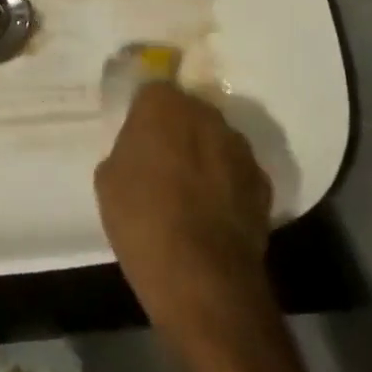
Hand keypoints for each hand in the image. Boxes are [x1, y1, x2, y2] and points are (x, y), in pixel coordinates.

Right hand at [95, 83, 272, 334]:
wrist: (203, 280)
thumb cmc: (142, 221)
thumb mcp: (109, 179)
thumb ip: (127, 149)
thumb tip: (141, 150)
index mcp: (163, 104)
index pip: (151, 91)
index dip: (143, 115)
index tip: (137, 139)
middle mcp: (206, 114)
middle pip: (187, 111)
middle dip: (177, 130)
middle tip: (161, 163)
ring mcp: (239, 147)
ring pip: (215, 140)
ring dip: (204, 156)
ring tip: (190, 192)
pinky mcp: (263, 182)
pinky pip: (236, 172)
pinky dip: (227, 184)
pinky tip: (213, 213)